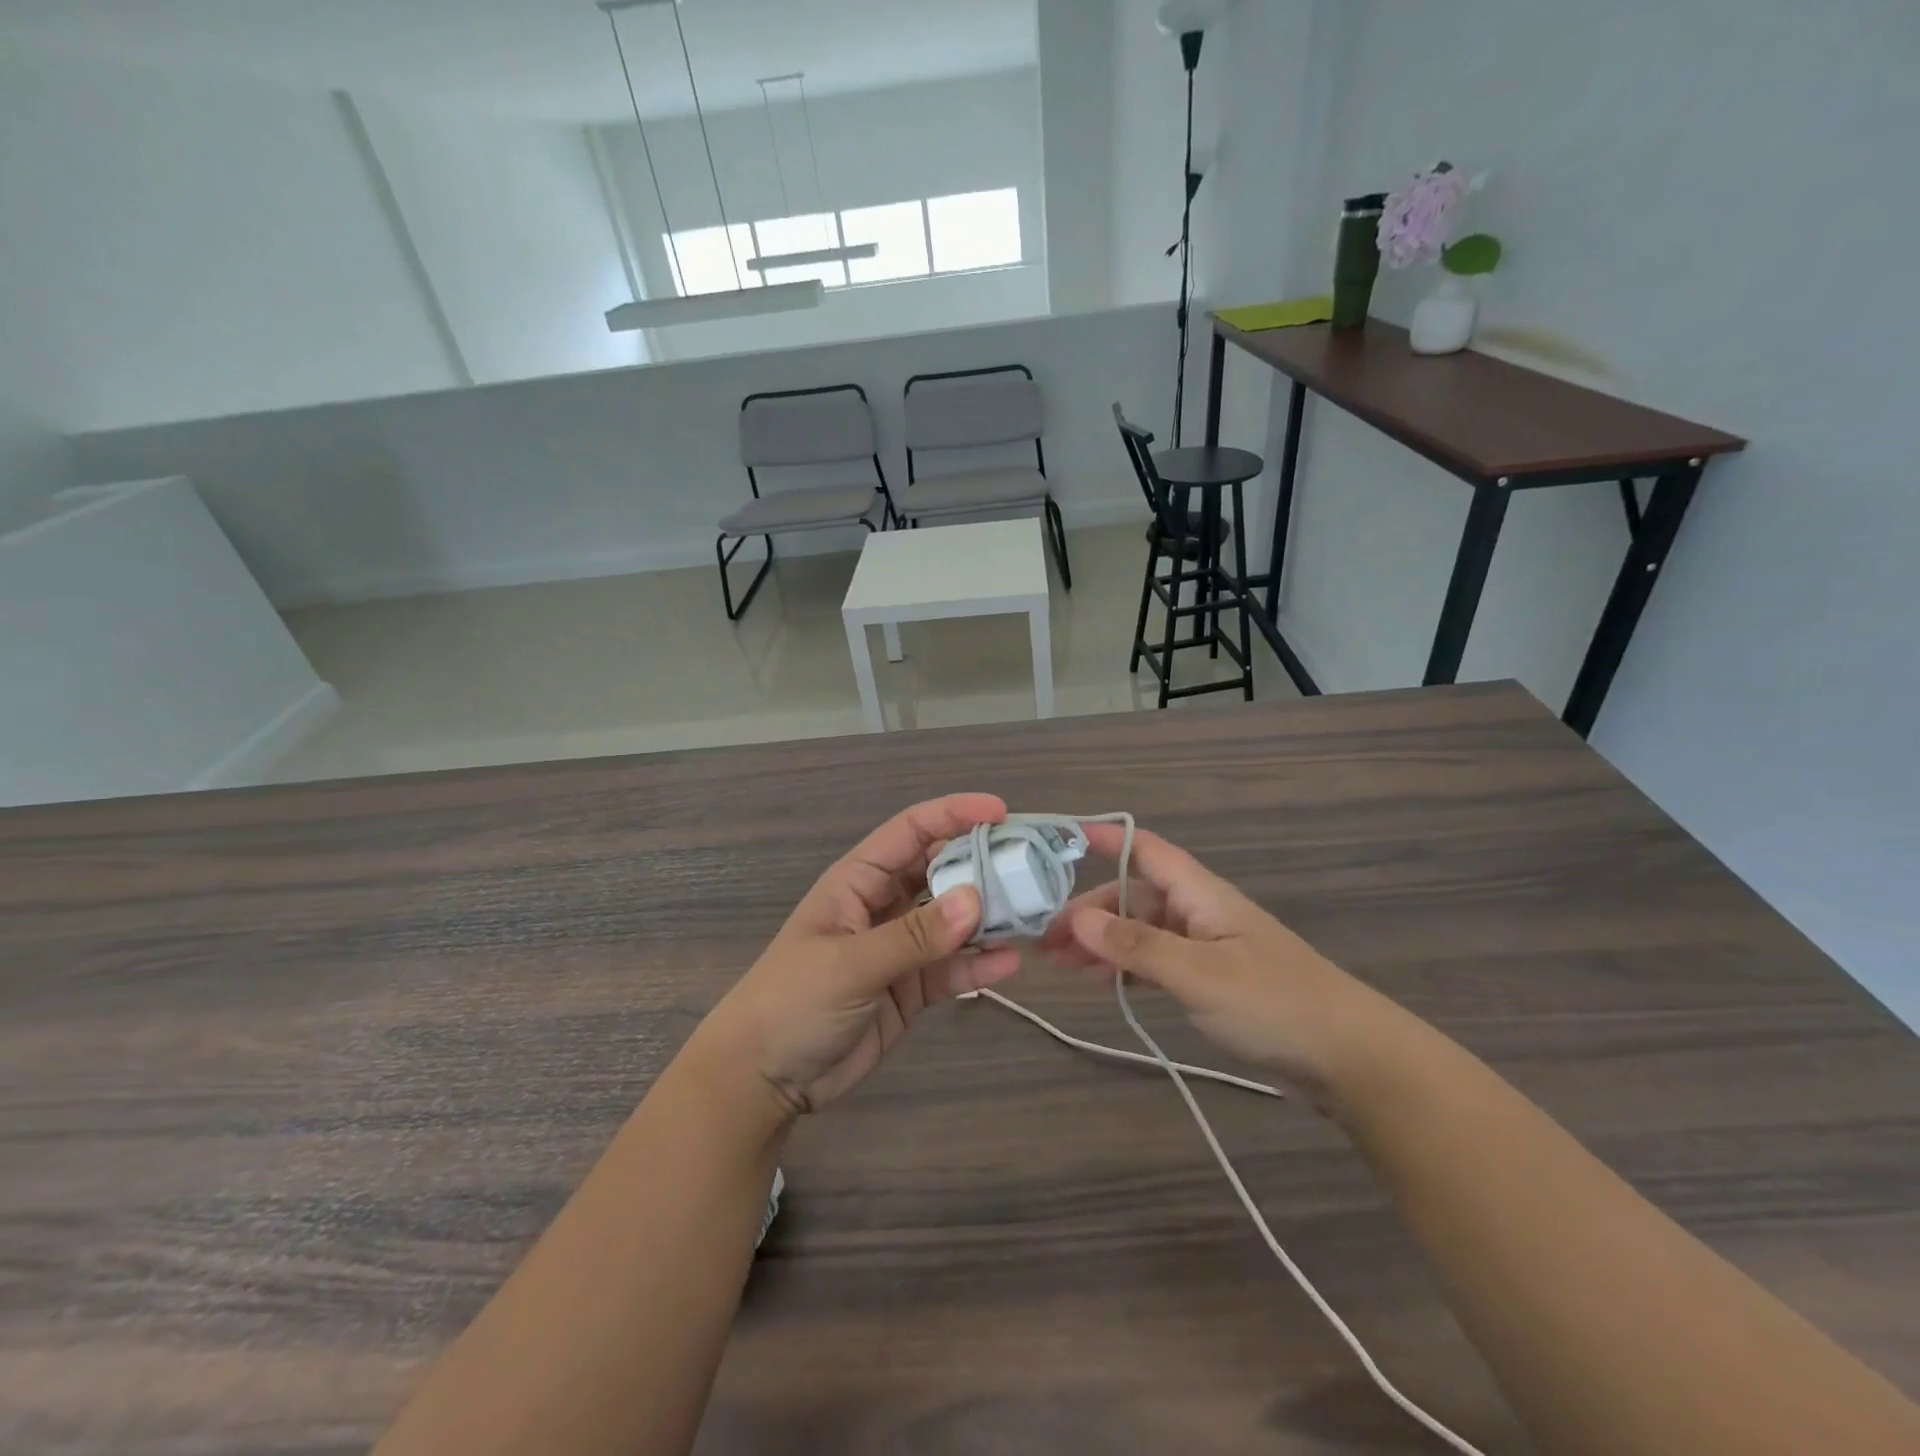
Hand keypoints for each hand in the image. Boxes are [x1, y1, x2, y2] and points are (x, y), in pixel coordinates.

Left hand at [698, 794, 1021, 1117]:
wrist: (764, 1079)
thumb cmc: (793, 1002)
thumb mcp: (850, 963)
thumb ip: (914, 935)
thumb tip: (976, 899)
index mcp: (859, 881)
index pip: (912, 831)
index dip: (954, 814)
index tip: (1002, 812)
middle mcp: (884, 905)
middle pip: (941, 871)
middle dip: (983, 865)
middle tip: (1032, 867)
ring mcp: (900, 947)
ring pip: (953, 920)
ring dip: (989, 917)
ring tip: (1033, 915)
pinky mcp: (911, 988)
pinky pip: (952, 968)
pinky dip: (979, 965)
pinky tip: (1010, 964)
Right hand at [1038, 824, 1388, 1099]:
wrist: (1349, 1060)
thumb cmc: (1274, 1003)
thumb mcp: (1198, 974)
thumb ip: (1136, 947)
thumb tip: (1077, 919)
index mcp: (1200, 894)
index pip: (1144, 849)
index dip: (1103, 838)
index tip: (1056, 842)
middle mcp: (1198, 911)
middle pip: (1132, 896)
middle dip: (1088, 912)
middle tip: (1044, 939)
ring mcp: (1206, 947)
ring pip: (1141, 932)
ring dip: (1102, 943)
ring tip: (1060, 965)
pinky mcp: (1211, 981)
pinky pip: (1156, 962)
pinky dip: (1126, 968)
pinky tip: (1102, 983)